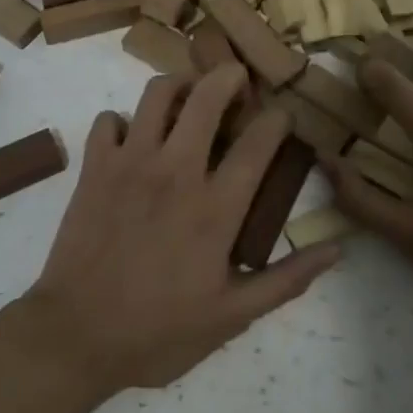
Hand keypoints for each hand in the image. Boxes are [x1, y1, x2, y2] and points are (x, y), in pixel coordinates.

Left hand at [19, 64, 340, 395]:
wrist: (74, 337)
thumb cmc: (158, 331)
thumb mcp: (232, 317)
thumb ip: (286, 280)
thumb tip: (337, 249)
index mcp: (215, 207)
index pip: (258, 142)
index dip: (278, 118)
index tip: (283, 115)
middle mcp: (175, 170)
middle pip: (207, 96)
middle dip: (229, 75)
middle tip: (238, 79)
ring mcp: (130, 162)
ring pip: (156, 93)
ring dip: (178, 85)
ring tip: (188, 97)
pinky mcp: (94, 166)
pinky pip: (108, 119)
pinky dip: (122, 121)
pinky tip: (132, 140)